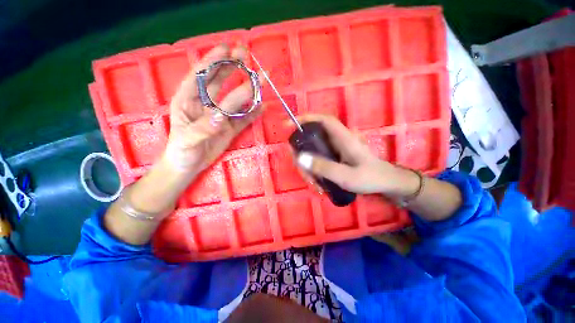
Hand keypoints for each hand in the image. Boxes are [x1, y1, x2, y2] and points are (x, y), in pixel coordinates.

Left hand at [163, 44, 262, 176]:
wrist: (189, 165)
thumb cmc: (181, 151)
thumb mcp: (187, 140)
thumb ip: (203, 128)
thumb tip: (222, 117)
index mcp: (188, 100)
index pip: (200, 75)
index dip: (212, 61)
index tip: (226, 48)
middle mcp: (206, 104)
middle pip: (220, 82)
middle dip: (232, 67)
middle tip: (246, 54)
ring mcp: (221, 116)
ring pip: (236, 99)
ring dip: (248, 89)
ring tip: (261, 79)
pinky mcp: (231, 128)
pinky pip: (244, 118)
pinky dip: (253, 113)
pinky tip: (262, 106)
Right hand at [292, 114, 416, 195]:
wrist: (385, 183)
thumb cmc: (370, 178)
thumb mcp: (346, 176)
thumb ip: (324, 167)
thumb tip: (300, 158)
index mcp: (343, 138)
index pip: (324, 120)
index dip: (307, 118)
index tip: (289, 124)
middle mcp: (337, 141)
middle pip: (313, 139)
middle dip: (302, 154)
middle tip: (302, 172)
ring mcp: (335, 149)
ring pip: (314, 151)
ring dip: (308, 167)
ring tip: (313, 183)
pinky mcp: (335, 157)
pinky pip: (318, 159)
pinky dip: (314, 170)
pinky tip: (317, 182)